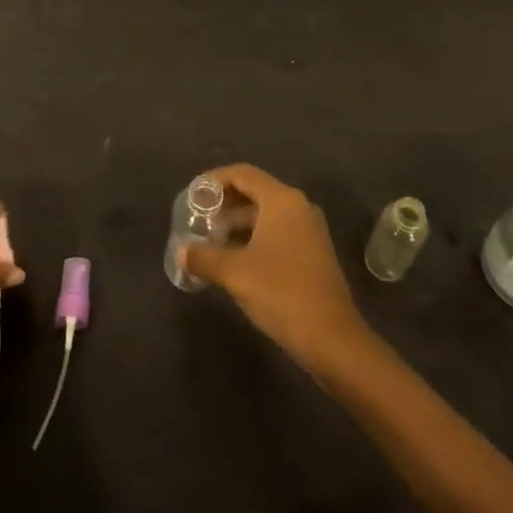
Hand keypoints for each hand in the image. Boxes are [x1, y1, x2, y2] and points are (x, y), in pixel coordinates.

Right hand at [181, 164, 369, 377]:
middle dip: (224, 204)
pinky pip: (277, 232)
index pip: (242, 174)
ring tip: (210, 241)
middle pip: (254, 192)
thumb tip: (181, 252)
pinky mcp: (312, 252)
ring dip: (237, 224)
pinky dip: (253, 237)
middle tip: (198, 220)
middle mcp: (298, 206)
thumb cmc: (281, 293)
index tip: (192, 196)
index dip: (214, 180)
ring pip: (265, 214)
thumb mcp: (235, 273)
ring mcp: (308, 230)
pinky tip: (234, 259)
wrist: (332, 338)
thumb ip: (204, 257)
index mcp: (282, 200)